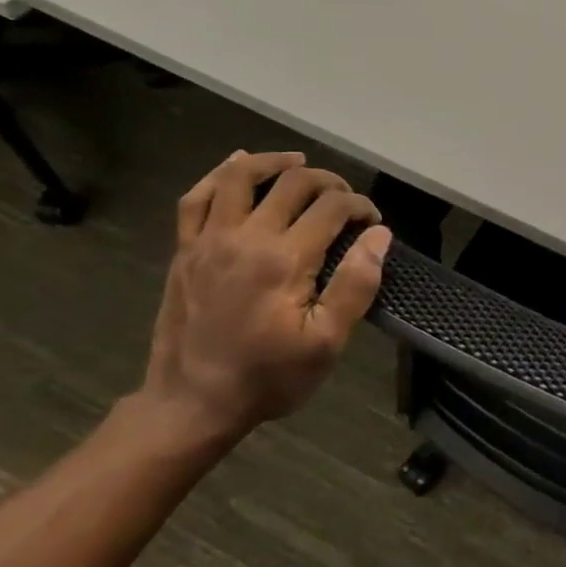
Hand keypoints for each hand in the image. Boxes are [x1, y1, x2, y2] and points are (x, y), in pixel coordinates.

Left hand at [142, 151, 390, 442]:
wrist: (193, 404)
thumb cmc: (269, 377)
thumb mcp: (327, 342)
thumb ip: (356, 284)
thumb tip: (379, 236)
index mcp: (285, 259)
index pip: (332, 207)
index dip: (361, 207)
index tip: (374, 224)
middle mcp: (246, 237)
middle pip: (293, 183)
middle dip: (329, 183)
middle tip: (347, 202)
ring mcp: (209, 240)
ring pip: (240, 177)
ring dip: (275, 162)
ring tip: (300, 163)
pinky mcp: (185, 250)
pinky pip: (196, 197)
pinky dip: (218, 174)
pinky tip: (237, 164)